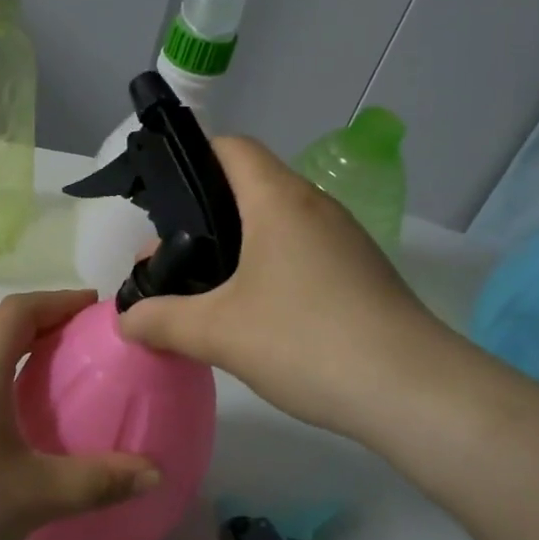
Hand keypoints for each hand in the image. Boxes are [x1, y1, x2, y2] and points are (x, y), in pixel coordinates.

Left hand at [0, 291, 158, 539]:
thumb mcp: (37, 496)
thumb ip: (99, 481)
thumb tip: (154, 473)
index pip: (17, 311)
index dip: (57, 299)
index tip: (92, 305)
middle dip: (43, 326)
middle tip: (83, 344)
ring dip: (16, 355)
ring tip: (51, 380)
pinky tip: (8, 424)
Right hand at [118, 137, 454, 449]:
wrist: (412, 391)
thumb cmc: (306, 341)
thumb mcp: (218, 333)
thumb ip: (162, 321)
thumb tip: (126, 319)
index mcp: (278, 200)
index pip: (231, 148)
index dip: (190, 160)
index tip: (160, 203)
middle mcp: (315, 206)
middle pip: (248, 187)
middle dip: (202, 218)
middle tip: (170, 265)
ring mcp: (344, 240)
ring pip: (275, 223)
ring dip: (236, 249)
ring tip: (205, 294)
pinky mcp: (361, 273)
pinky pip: (302, 253)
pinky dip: (269, 269)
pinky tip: (255, 317)